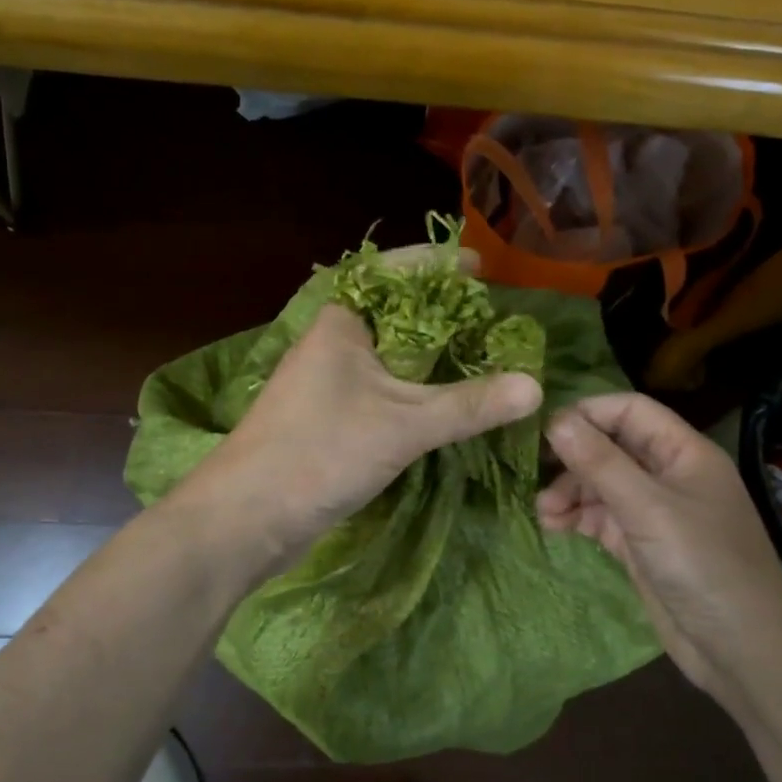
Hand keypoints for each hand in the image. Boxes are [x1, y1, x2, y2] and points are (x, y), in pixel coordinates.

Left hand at [175, 276, 541, 577]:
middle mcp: (333, 342)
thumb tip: (535, 387)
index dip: (438, 264)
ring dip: (430, 355)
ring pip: (389, 354)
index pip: (394, 273)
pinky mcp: (329, 416)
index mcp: (342, 322)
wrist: (246, 518)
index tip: (480, 265)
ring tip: (480, 354)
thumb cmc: (320, 452)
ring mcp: (328, 381)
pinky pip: (382, 387)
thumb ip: (469, 405)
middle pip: (396, 313)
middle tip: (491, 317)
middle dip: (443, 313)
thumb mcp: (404, 425)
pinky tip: (444, 401)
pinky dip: (415, 388)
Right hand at [538, 393, 781, 710]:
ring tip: (544, 512)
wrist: (742, 650)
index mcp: (684, 452)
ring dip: (571, 492)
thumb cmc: (702, 565)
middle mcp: (669, 474)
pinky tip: (555, 527)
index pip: (630, 411)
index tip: (544, 431)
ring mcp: (656, 512)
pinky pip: (603, 518)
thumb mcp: (647, 508)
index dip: (588, 413)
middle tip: (535, 474)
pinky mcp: (643, 545)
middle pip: (612, 447)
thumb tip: (555, 419)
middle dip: (574, 459)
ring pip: (603, 484)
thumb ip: (600, 462)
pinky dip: (579, 519)